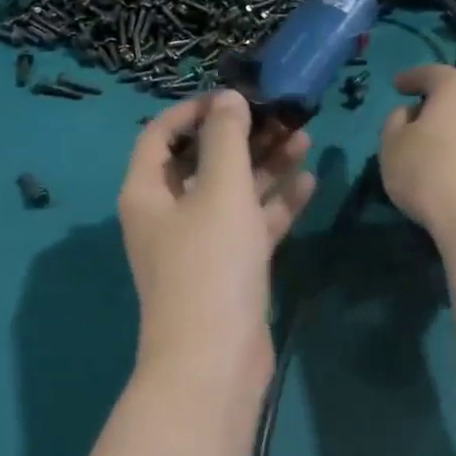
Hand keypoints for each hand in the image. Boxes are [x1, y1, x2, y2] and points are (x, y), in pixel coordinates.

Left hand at [118, 91, 316, 391]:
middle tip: (281, 114)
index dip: (193, 110)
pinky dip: (275, 204)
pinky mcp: (228, 268)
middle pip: (201, 162)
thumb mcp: (219, 190)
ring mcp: (198, 244)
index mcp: (147, 192)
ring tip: (304, 136)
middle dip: (240, 137)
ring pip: (231, 193)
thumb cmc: (209, 264)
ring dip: (264, 166)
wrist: (215, 360)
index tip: (234, 95)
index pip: (160, 135)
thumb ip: (225, 139)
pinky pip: (250, 225)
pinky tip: (308, 180)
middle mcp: (167, 214)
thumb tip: (227, 98)